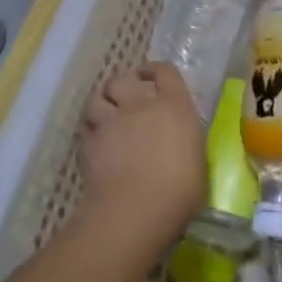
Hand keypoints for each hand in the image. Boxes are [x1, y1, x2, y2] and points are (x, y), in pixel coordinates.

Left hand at [78, 63, 205, 246]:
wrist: (137, 210)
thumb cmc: (180, 191)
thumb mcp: (196, 159)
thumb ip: (184, 141)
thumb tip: (177, 142)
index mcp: (174, 105)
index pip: (165, 71)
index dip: (156, 71)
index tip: (152, 77)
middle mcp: (141, 104)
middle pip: (124, 79)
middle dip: (123, 85)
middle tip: (126, 98)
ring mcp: (112, 121)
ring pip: (97, 97)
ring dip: (101, 103)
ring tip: (105, 114)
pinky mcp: (89, 142)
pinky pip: (85, 126)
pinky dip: (89, 129)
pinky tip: (95, 141)